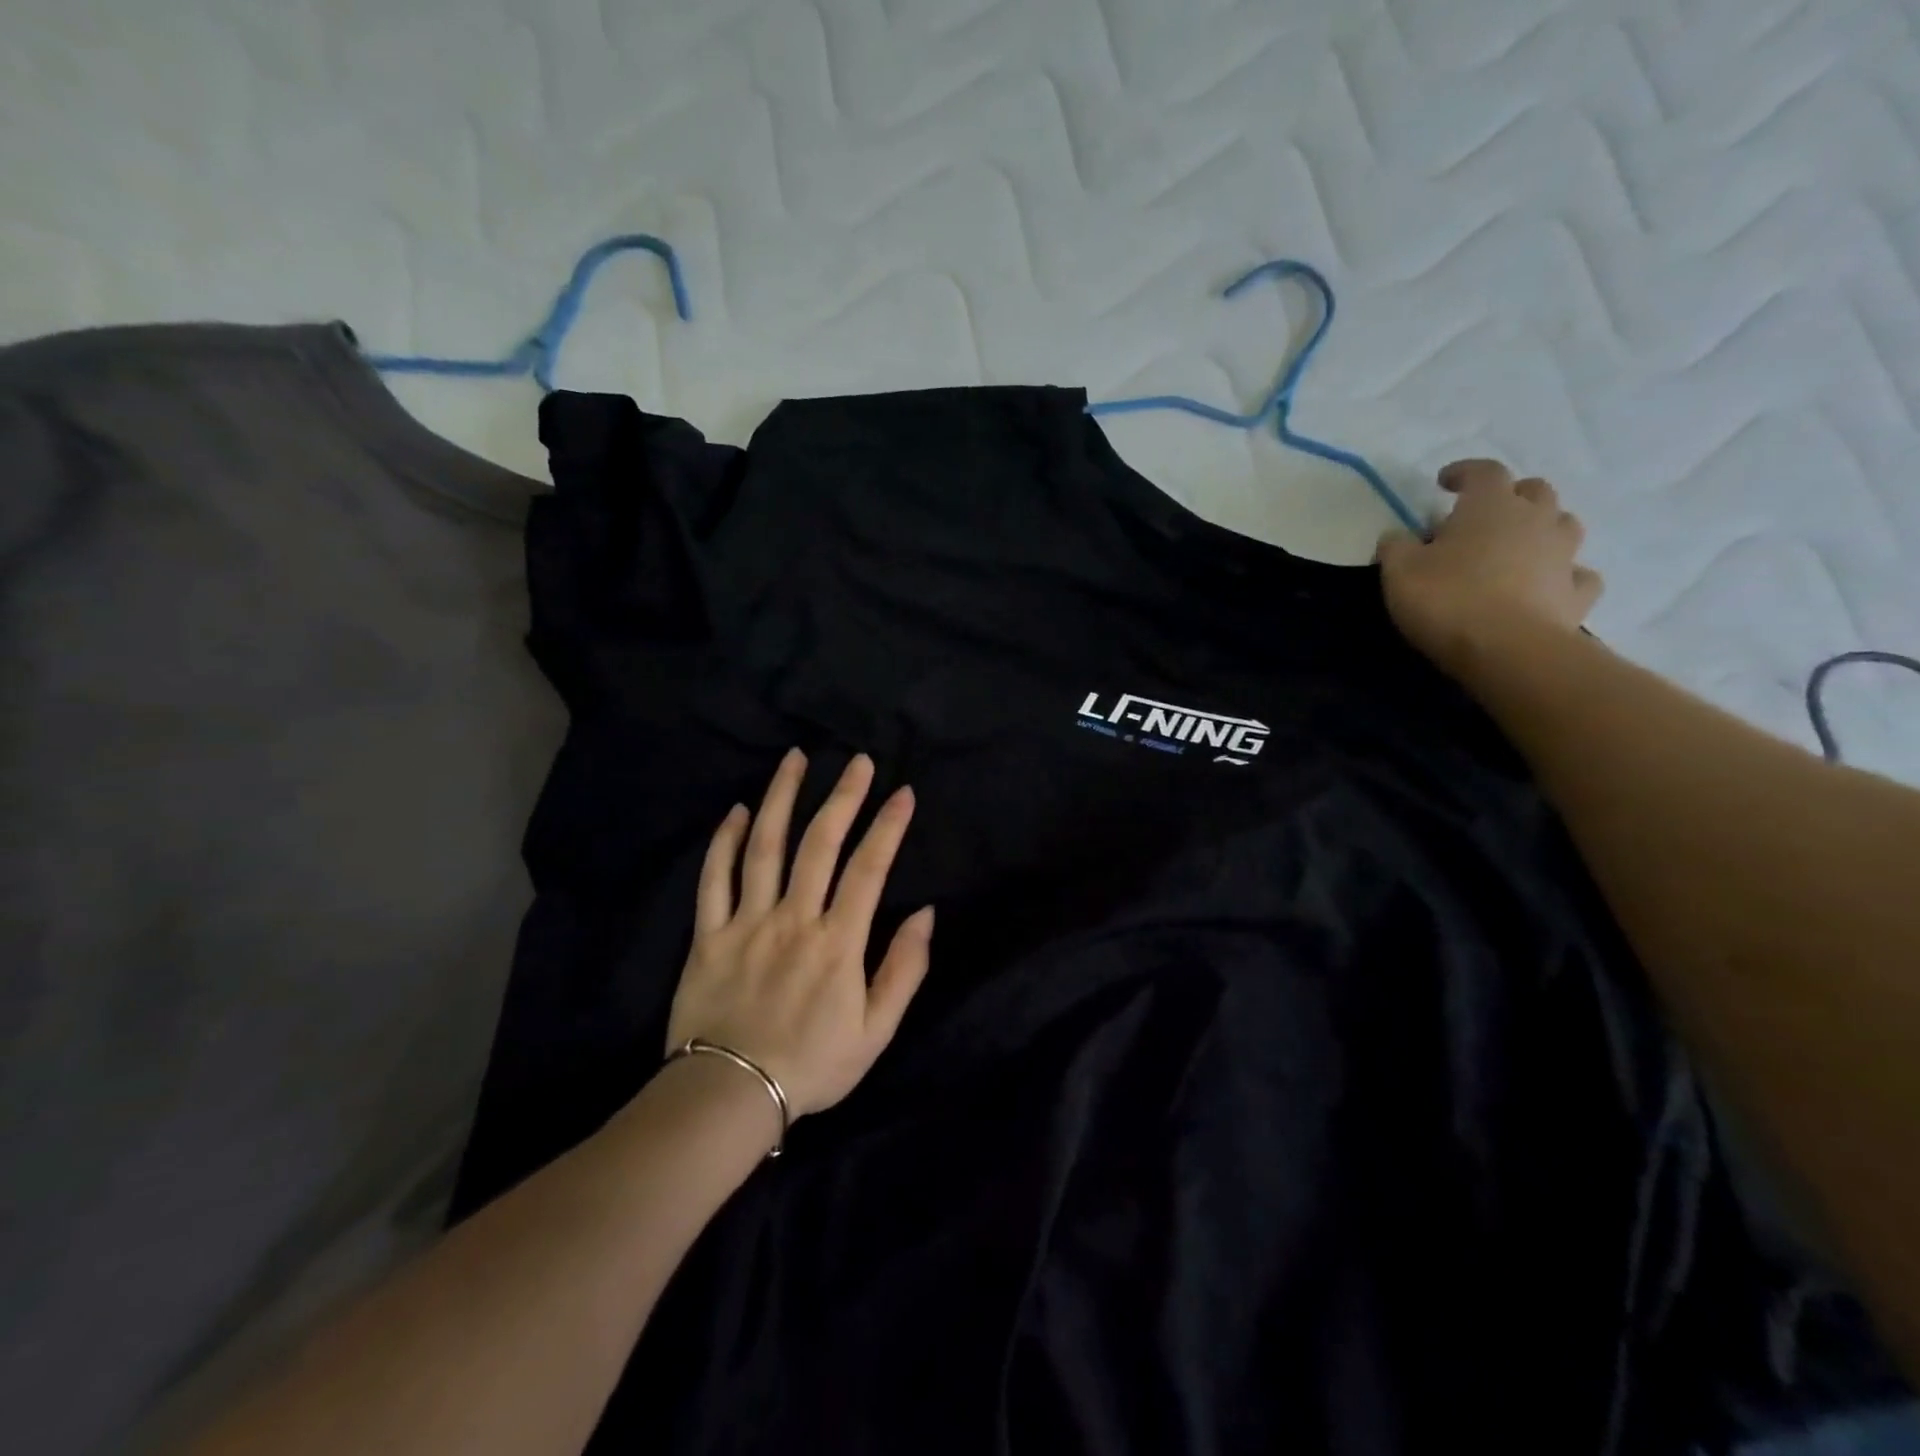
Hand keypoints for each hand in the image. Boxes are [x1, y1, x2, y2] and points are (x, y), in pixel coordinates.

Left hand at [665, 749, 934, 1118]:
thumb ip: (904, 969)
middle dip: (843, 796)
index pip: (869, 869)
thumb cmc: (812, 1065)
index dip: (889, 826)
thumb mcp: (876, 1031)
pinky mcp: (708, 934)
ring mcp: (746, 922)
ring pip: (765, 847)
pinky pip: (714, 879)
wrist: (730, 1096)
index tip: (903, 792)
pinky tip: (739, 811)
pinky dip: (726, 841)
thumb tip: (925, 913)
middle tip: (857, 760)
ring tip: (796, 759)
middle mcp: (793, 919)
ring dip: (782, 798)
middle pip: (820, 844)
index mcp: (837, 942)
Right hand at [1375, 459, 1603, 675]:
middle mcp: (1536, 520)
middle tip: (1485, 515)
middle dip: (1510, 496)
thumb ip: (1396, 546)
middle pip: (1534, 491)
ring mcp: (1564, 556)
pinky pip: (1577, 574)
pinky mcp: (1578, 593)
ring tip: (1518, 546)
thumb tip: (1398, 536)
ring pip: (1563, 525)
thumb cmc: (1447, 599)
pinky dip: (1563, 574)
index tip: (1444, 481)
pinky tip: (1547, 585)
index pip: (1483, 472)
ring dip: (1542, 528)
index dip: (1464, 472)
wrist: (1508, 650)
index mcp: (1491, 506)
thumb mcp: (1399, 571)